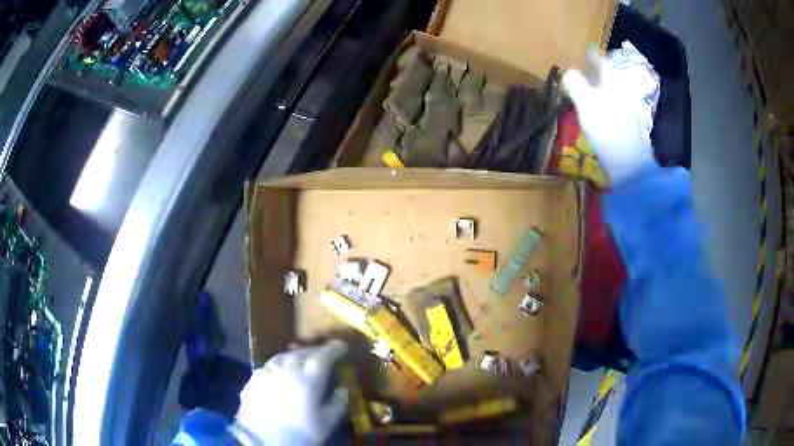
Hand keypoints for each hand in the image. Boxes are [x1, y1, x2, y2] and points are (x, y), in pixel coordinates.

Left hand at [231, 340, 348, 444]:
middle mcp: (287, 368)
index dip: (334, 348)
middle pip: (302, 352)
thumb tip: (343, 388)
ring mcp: (267, 372)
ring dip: (294, 356)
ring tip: (300, 361)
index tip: (341, 346)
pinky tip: (279, 375)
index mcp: (309, 377)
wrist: (265, 440)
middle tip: (322, 354)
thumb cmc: (302, 432)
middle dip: (314, 351)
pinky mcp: (253, 380)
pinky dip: (278, 368)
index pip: (324, 355)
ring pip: (283, 357)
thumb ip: (338, 402)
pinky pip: (269, 368)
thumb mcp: (328, 421)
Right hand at [562, 48, 655, 183]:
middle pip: (610, 75)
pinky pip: (615, 104)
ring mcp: (628, 108)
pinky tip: (600, 108)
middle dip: (598, 70)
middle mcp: (623, 91)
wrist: (629, 163)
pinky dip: (606, 100)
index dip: (592, 55)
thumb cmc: (607, 129)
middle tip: (586, 68)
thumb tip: (569, 73)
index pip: (602, 61)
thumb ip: (575, 84)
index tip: (586, 50)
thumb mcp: (586, 103)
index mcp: (613, 82)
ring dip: (601, 86)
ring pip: (613, 90)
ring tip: (590, 87)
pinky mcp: (628, 125)